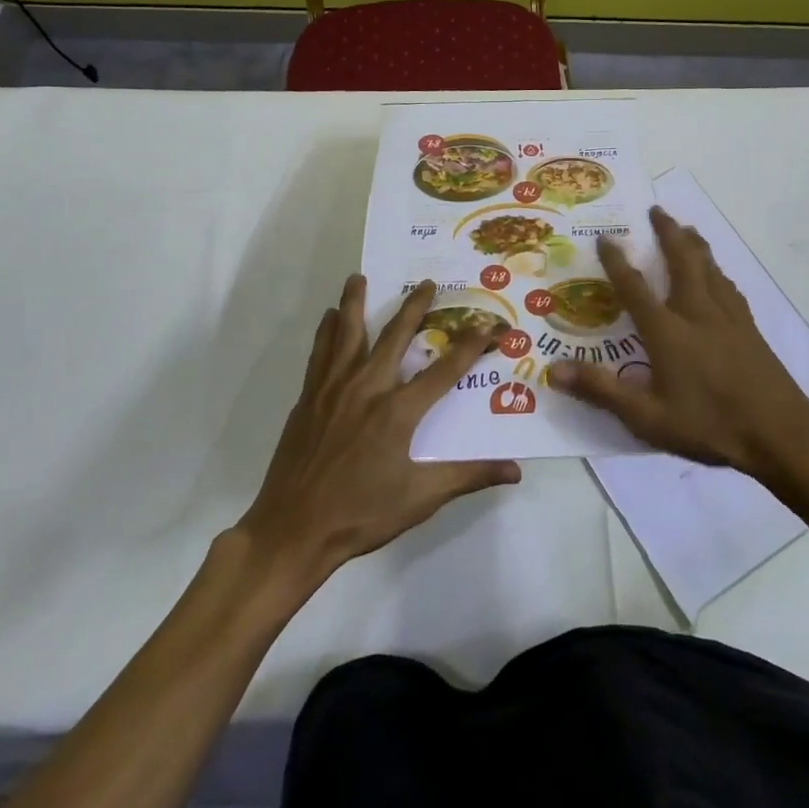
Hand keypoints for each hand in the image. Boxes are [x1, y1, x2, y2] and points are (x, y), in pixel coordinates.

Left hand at [235, 275, 521, 587]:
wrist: (293, 530)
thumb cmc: (360, 515)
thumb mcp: (421, 498)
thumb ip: (468, 476)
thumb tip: (515, 470)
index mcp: (398, 411)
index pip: (446, 369)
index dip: (472, 344)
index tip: (492, 324)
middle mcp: (367, 388)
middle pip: (395, 336)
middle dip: (415, 306)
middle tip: (428, 282)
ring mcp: (333, 390)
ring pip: (348, 334)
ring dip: (356, 303)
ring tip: (359, 277)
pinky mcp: (309, 398)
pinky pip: (319, 353)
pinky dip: (326, 331)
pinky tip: (328, 317)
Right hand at [548, 207, 808, 477]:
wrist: (780, 434)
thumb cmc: (709, 425)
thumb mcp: (647, 417)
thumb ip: (601, 390)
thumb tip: (552, 370)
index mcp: (668, 331)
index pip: (635, 288)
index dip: (617, 261)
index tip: (606, 237)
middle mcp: (698, 313)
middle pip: (682, 261)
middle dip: (668, 233)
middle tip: (656, 209)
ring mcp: (729, 319)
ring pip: (710, 269)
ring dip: (695, 245)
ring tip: (687, 229)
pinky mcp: (750, 330)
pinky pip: (730, 288)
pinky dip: (719, 273)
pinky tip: (721, 277)